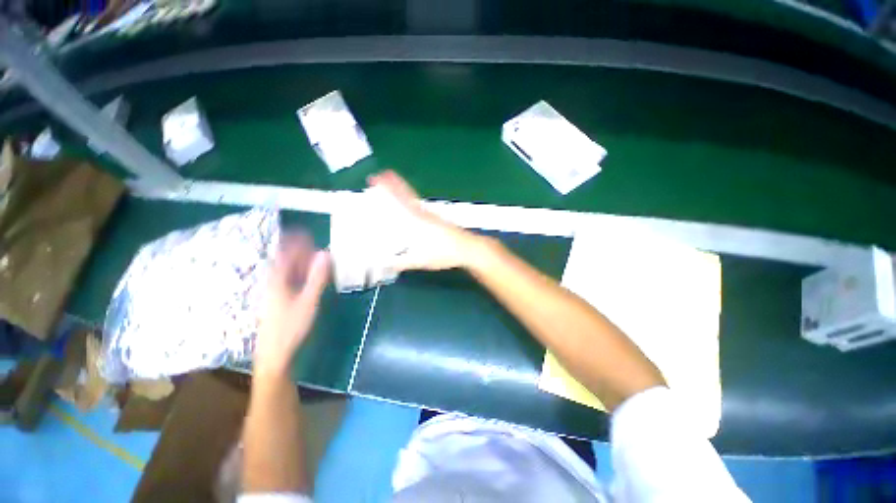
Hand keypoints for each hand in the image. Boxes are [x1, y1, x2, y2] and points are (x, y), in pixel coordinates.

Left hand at [255, 234, 330, 377]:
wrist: (274, 353)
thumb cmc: (291, 326)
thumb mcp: (308, 300)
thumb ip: (317, 277)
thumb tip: (325, 254)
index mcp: (277, 280)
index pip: (284, 253)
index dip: (293, 241)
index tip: (304, 231)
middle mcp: (274, 283)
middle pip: (285, 260)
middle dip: (298, 249)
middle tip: (314, 242)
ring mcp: (275, 292)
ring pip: (288, 271)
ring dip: (300, 261)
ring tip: (315, 256)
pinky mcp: (279, 301)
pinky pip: (290, 280)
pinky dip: (300, 274)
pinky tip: (310, 276)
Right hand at [368, 170, 485, 271]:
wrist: (467, 248)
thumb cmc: (445, 253)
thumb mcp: (421, 261)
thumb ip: (402, 262)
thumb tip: (388, 264)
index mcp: (417, 221)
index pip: (399, 200)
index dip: (388, 188)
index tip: (377, 178)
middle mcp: (423, 213)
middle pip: (406, 194)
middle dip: (394, 183)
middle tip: (382, 174)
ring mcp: (431, 215)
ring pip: (413, 198)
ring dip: (402, 190)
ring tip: (392, 185)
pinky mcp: (437, 219)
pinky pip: (419, 205)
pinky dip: (410, 200)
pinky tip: (409, 206)